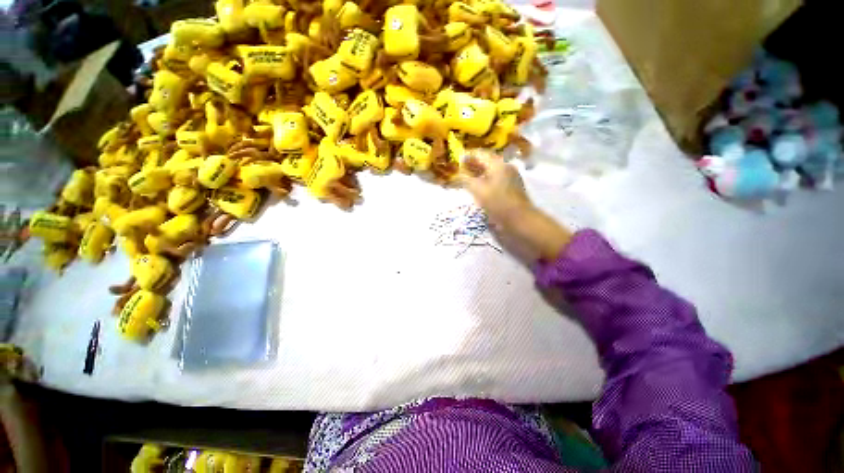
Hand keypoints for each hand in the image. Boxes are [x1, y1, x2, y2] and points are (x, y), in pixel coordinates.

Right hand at [461, 150, 572, 261]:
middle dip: (472, 163)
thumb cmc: (497, 202)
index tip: (456, 160)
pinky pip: (495, 178)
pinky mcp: (511, 186)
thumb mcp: (478, 190)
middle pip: (486, 160)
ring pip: (490, 169)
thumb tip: (455, 174)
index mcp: (497, 164)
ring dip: (478, 171)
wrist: (519, 219)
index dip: (466, 156)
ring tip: (466, 177)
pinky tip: (478, 186)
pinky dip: (484, 179)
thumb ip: (465, 179)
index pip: (479, 153)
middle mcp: (505, 166)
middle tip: (459, 169)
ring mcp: (510, 176)